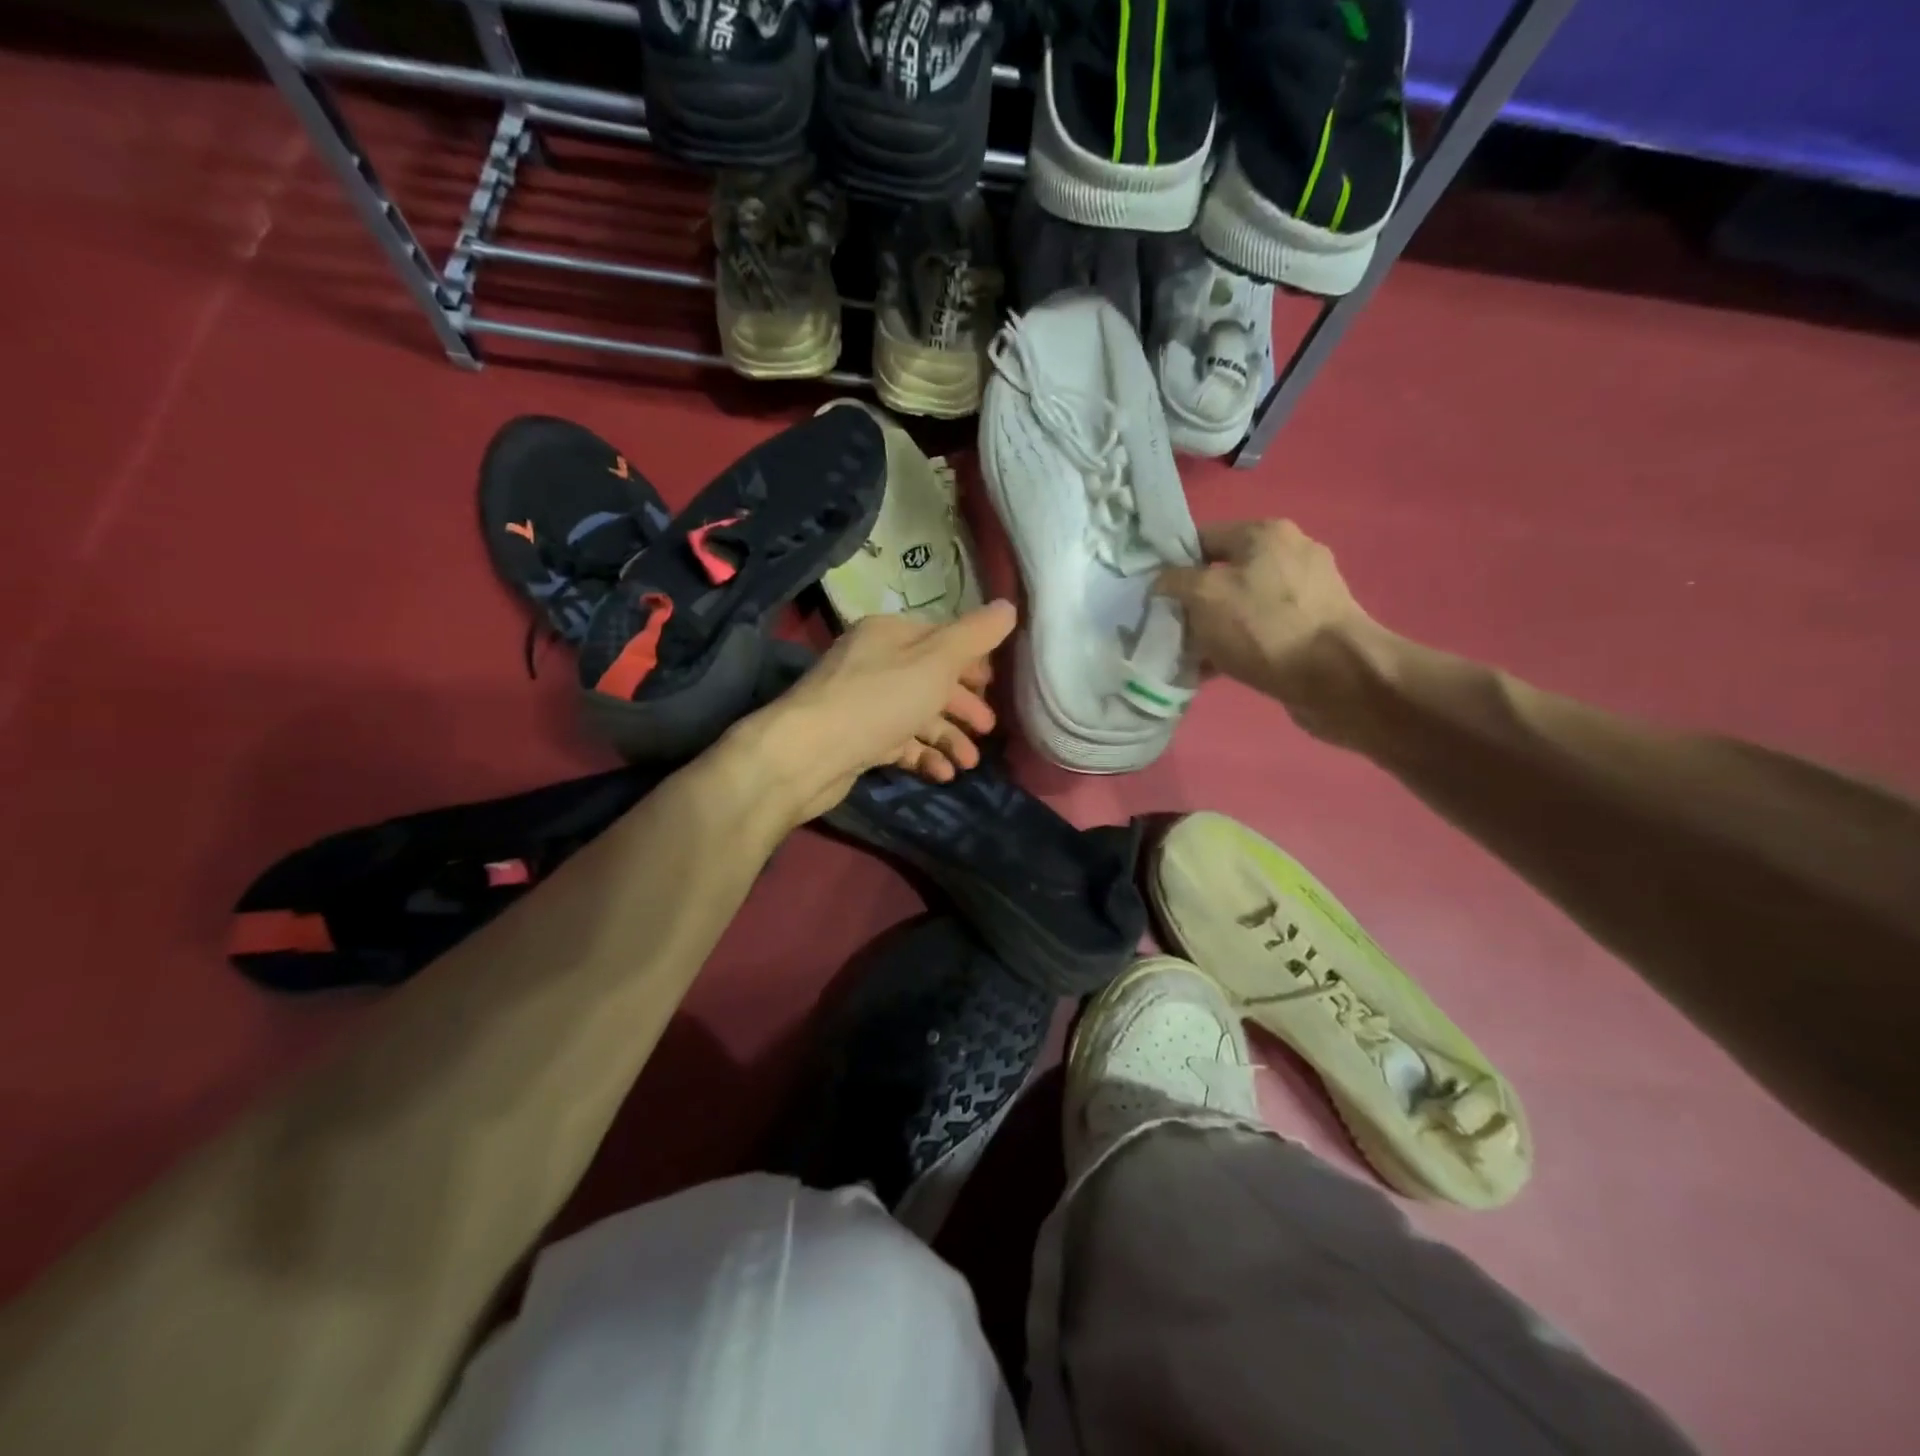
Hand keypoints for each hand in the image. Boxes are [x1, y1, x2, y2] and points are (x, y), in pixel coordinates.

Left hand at [726, 600, 1018, 825]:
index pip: (940, 639)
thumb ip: (974, 636)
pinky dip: (922, 755)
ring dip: (948, 738)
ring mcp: (862, 703)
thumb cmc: (878, 699)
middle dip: (963, 706)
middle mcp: (874, 662)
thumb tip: (1010, 606)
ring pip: (916, 715)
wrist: (807, 754)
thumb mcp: (935, 662)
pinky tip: (942, 774)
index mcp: (889, 634)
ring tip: (969, 763)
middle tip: (988, 729)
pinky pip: (898, 743)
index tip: (994, 687)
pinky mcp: (856, 739)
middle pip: (930, 679)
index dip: (971, 662)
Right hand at [1154, 520, 1384, 735]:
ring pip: (1241, 605)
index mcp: (1265, 534)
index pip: (1203, 537)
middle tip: (1168, 627)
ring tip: (1189, 655)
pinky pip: (1262, 631)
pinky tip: (1216, 670)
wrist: (1338, 678)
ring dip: (1214, 628)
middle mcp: (1290, 554)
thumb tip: (1163, 581)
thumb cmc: (1265, 627)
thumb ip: (1175, 581)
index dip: (1172, 562)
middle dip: (1193, 601)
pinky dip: (1238, 646)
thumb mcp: (1204, 596)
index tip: (1151, 593)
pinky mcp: (1314, 628)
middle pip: (1223, 573)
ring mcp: (1307, 592)